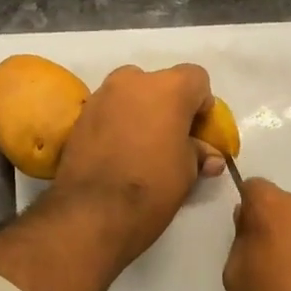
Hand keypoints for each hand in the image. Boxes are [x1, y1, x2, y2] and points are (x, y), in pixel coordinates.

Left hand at [49, 63, 222, 273]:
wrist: (93, 211)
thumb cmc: (152, 187)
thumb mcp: (188, 172)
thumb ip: (199, 152)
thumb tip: (209, 155)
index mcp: (169, 88)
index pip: (196, 79)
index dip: (201, 105)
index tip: (198, 133)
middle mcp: (134, 80)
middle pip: (161, 84)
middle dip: (169, 107)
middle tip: (171, 140)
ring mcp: (102, 95)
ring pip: (131, 95)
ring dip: (141, 112)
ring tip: (142, 148)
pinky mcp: (81, 114)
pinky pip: (109, 110)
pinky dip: (118, 123)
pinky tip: (119, 153)